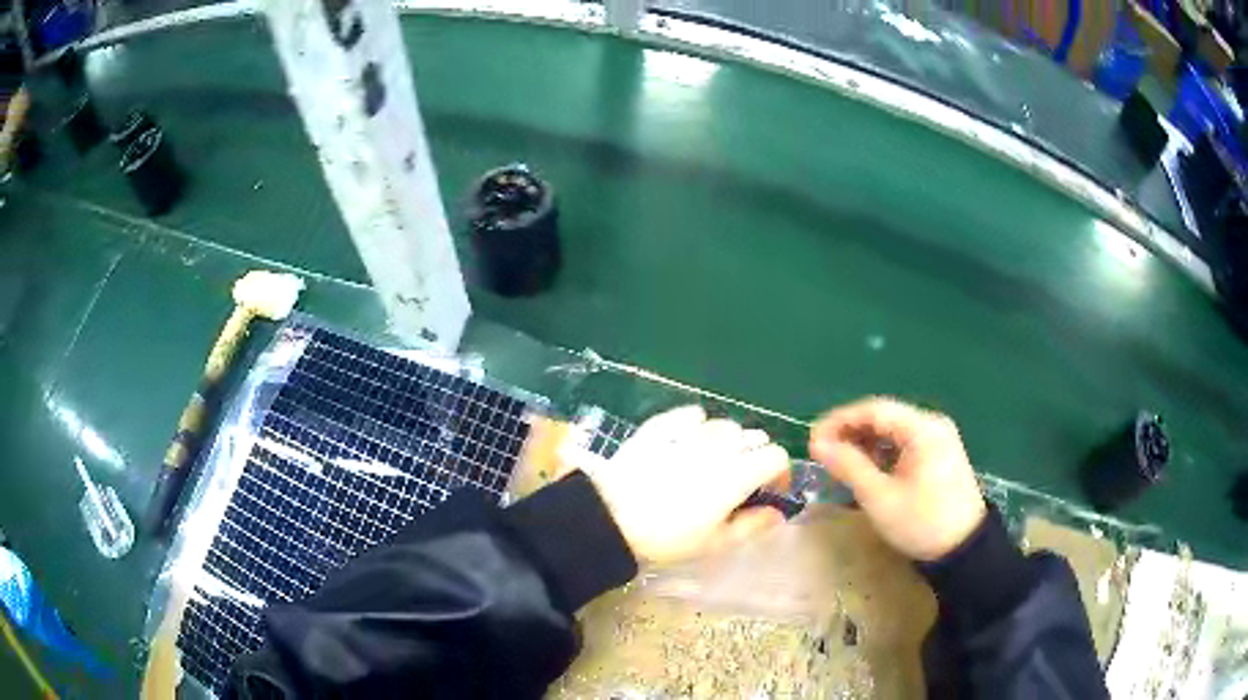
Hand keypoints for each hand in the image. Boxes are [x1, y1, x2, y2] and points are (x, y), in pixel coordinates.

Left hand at [584, 405, 790, 564]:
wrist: (610, 516)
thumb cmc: (667, 536)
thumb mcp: (714, 543)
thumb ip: (752, 525)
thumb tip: (778, 513)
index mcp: (738, 473)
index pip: (776, 456)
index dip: (779, 473)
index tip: (769, 490)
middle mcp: (720, 444)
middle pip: (754, 437)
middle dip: (755, 456)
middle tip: (740, 481)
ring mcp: (689, 430)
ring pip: (725, 425)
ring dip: (729, 441)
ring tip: (713, 462)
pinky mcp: (662, 423)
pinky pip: (692, 414)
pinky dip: (698, 424)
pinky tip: (687, 441)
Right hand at [809, 397, 985, 560]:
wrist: (964, 549)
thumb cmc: (922, 523)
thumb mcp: (880, 498)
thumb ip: (849, 466)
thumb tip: (818, 445)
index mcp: (922, 429)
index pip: (874, 410)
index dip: (839, 420)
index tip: (812, 439)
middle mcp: (932, 424)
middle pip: (884, 416)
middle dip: (850, 431)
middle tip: (821, 452)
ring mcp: (938, 438)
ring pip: (892, 429)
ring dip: (864, 442)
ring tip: (839, 462)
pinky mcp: (939, 453)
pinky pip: (903, 442)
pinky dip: (881, 452)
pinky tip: (866, 468)